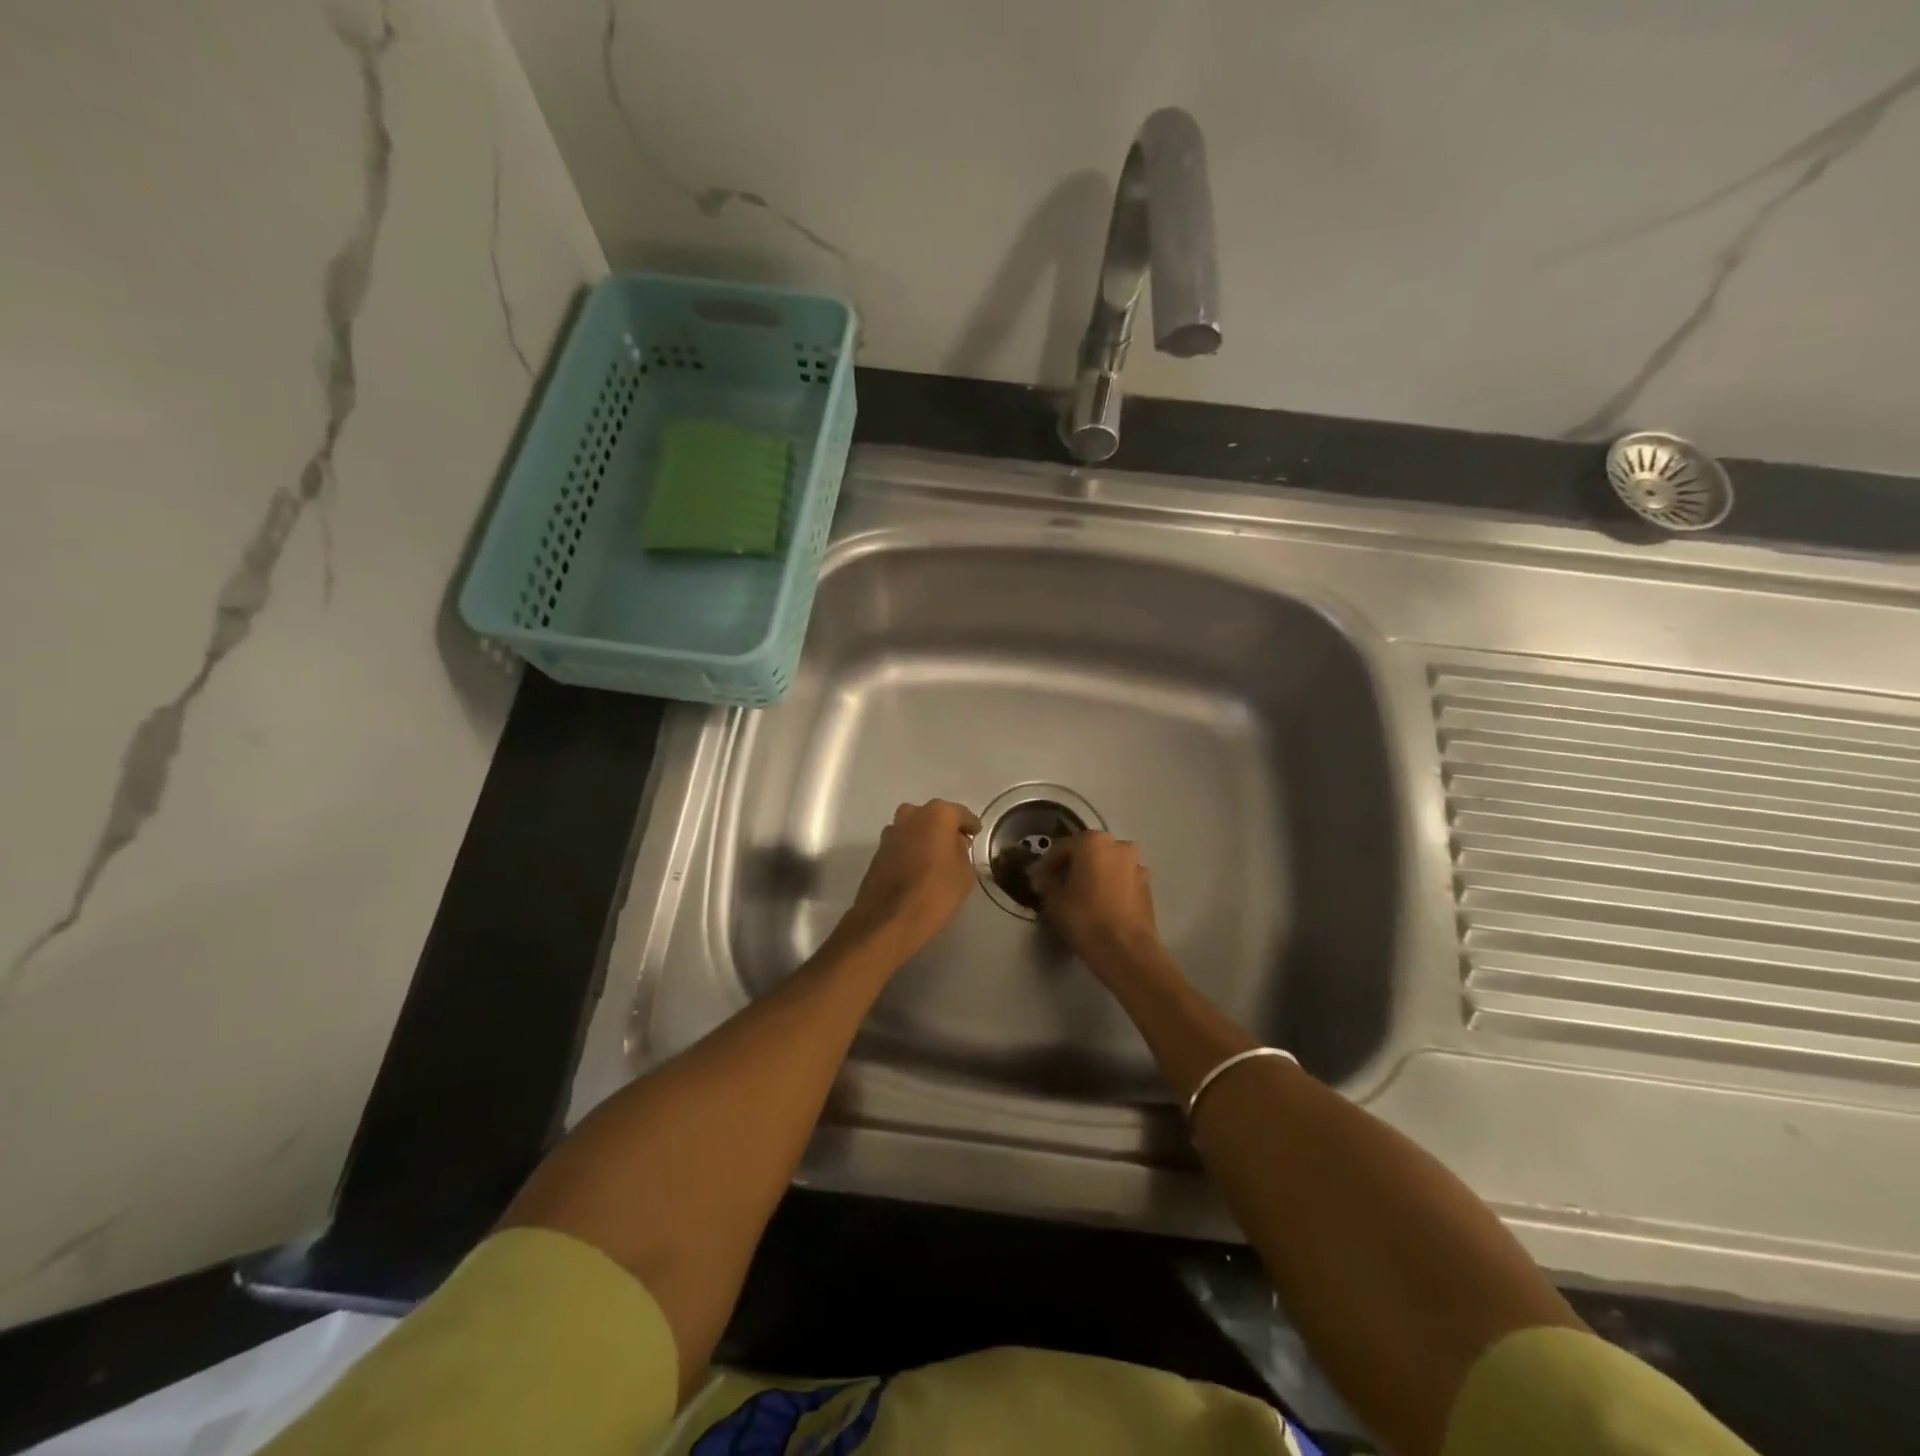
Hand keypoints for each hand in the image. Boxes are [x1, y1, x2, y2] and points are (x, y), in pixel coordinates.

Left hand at [839, 800, 981, 959]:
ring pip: (912, 828)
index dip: (970, 825)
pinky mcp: (877, 851)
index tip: (976, 834)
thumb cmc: (937, 891)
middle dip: (943, 827)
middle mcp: (911, 815)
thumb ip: (962, 851)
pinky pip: (900, 844)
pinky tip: (916, 869)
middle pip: (932, 816)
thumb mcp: (965, 873)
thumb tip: (954, 845)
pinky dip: (909, 851)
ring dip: (923, 837)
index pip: (961, 814)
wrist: (891, 918)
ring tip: (933, 858)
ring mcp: (890, 833)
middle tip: (954, 845)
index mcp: (938, 815)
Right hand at [1030, 832, 1161, 976]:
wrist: (1126, 950)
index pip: (1062, 848)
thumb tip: (1048, 879)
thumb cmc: (1085, 918)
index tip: (1038, 879)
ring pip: (1107, 865)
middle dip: (1073, 866)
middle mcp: (1119, 846)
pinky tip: (1100, 903)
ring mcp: (1137, 865)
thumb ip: (1048, 883)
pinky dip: (1110, 886)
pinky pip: (1121, 880)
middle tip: (1059, 884)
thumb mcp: (1054, 900)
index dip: (1047, 864)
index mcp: (1093, 842)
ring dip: (1094, 875)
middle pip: (1088, 852)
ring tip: (1081, 895)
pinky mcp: (1147, 886)